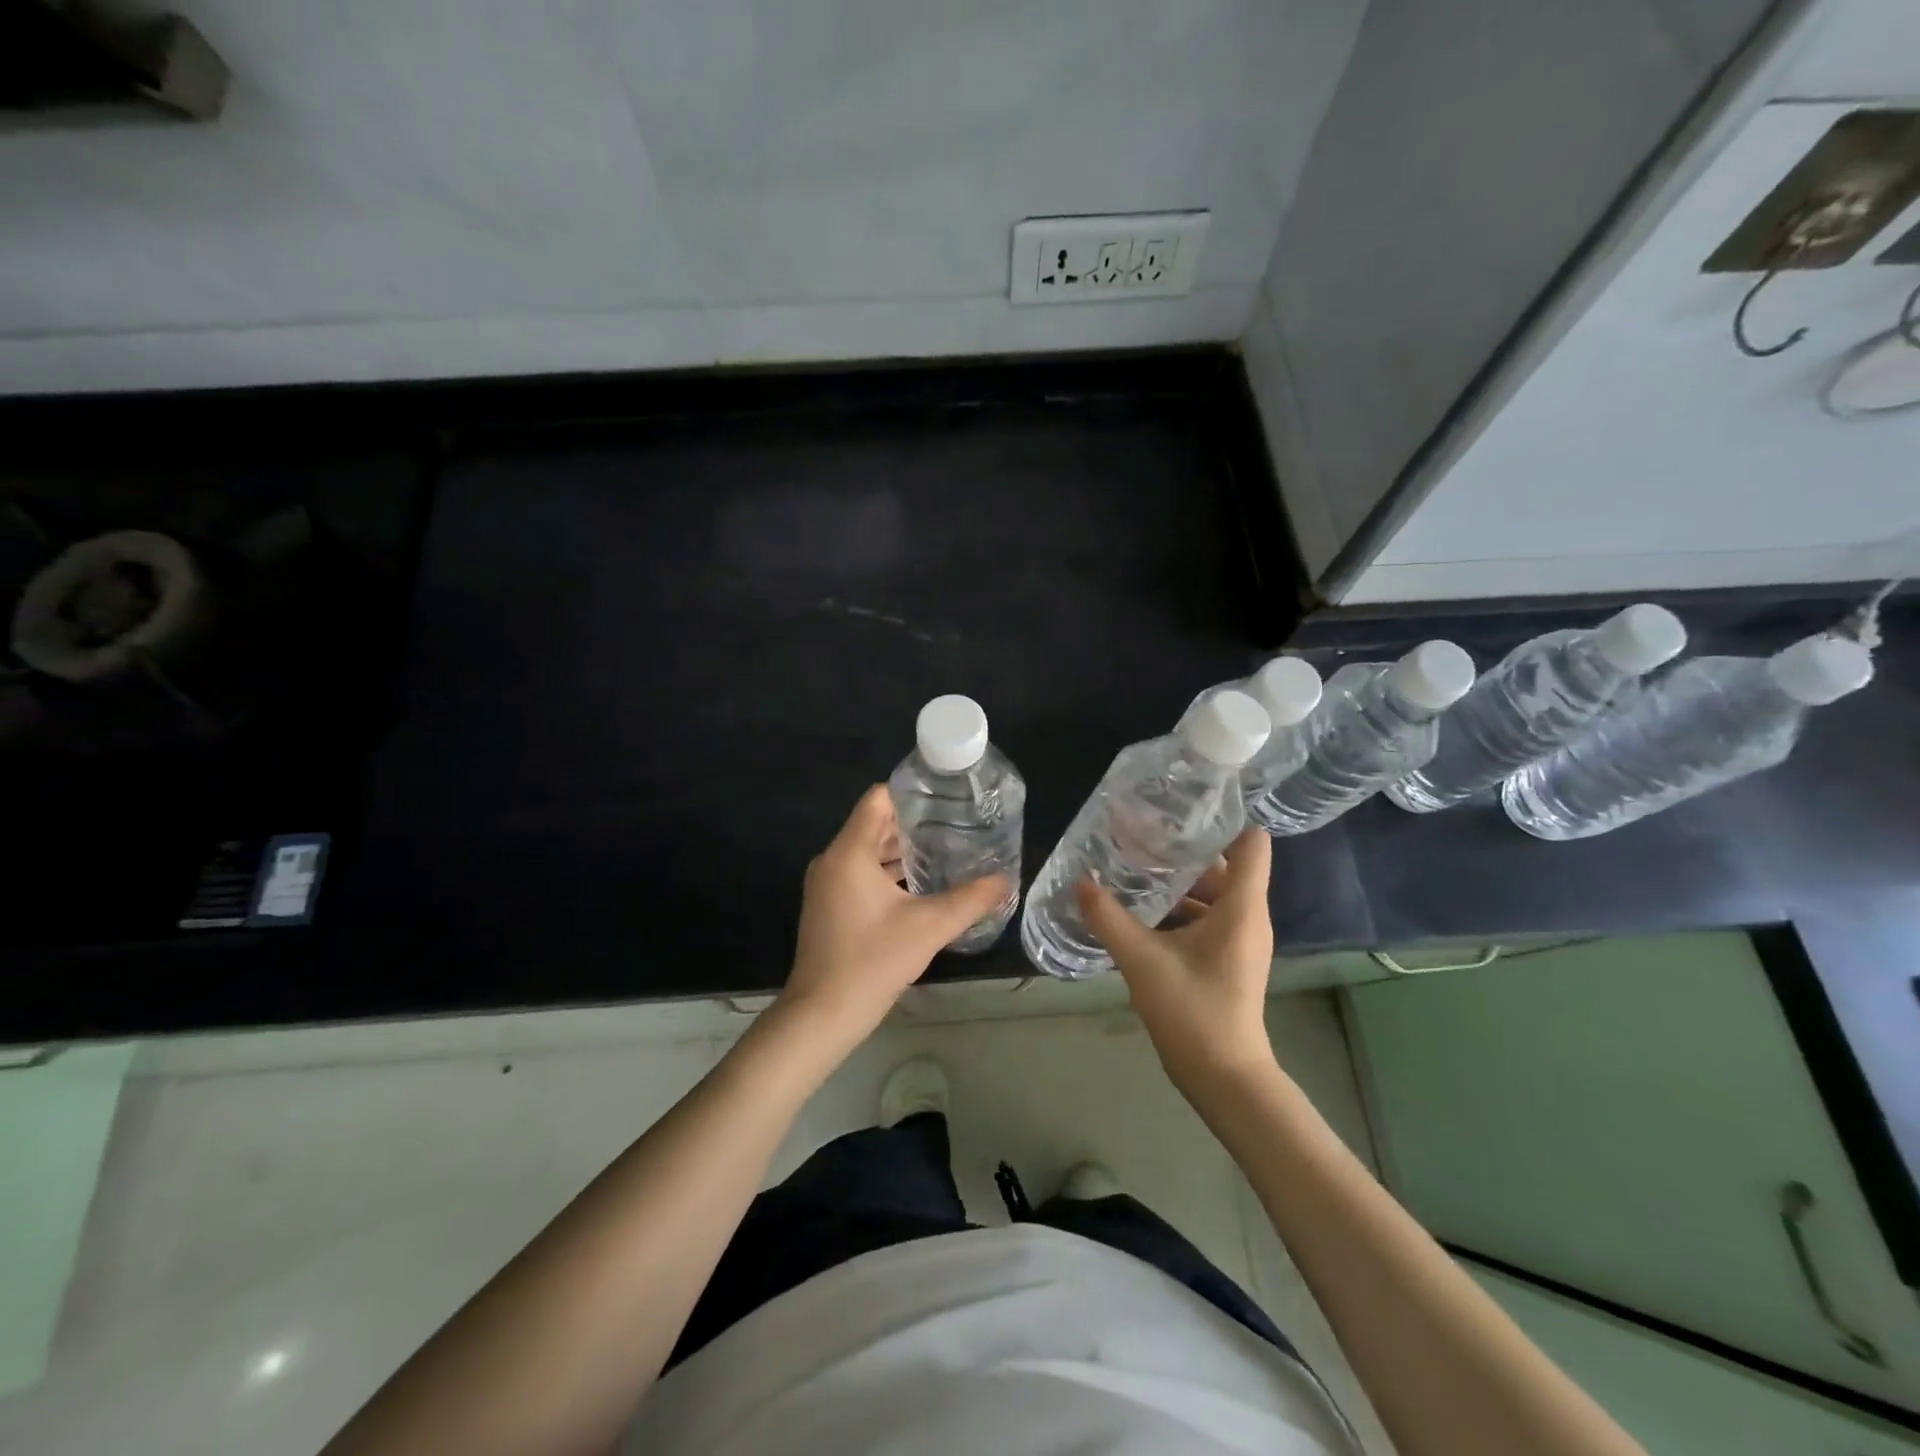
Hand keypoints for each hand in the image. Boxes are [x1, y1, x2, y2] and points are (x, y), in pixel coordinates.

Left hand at [780, 785, 1012, 1052]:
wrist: (822, 1014)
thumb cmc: (872, 961)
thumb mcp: (929, 927)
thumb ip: (970, 900)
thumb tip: (1006, 880)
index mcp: (850, 852)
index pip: (878, 799)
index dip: (911, 793)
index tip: (946, 798)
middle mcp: (833, 860)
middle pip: (875, 824)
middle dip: (915, 823)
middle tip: (956, 825)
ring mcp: (827, 884)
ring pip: (868, 851)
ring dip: (902, 850)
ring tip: (945, 851)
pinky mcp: (829, 905)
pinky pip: (860, 873)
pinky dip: (888, 872)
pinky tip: (920, 886)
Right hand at [1077, 827, 1277, 1096]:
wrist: (1224, 1078)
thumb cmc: (1193, 1012)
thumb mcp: (1142, 960)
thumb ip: (1109, 918)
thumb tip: (1080, 882)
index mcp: (1241, 907)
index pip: (1251, 843)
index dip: (1223, 819)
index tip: (1183, 808)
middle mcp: (1248, 917)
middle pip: (1226, 865)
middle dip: (1186, 848)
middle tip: (1143, 833)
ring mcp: (1240, 940)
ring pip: (1214, 893)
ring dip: (1180, 880)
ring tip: (1137, 865)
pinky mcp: (1228, 959)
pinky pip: (1209, 917)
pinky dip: (1182, 907)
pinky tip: (1144, 909)